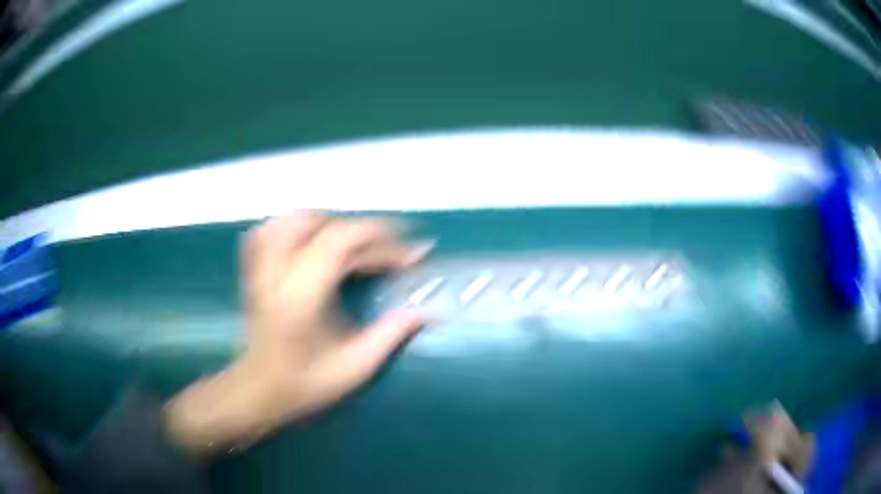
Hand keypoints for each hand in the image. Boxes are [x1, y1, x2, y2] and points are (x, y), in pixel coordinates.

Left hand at [164, 213, 431, 456]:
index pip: (343, 244)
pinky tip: (314, 236)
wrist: (258, 390)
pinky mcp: (253, 268)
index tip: (416, 252)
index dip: (384, 241)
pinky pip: (271, 228)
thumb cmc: (304, 385)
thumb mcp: (354, 368)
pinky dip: (296, 224)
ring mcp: (261, 266)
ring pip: (295, 218)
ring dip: (334, 223)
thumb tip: (428, 310)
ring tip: (359, 242)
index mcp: (301, 295)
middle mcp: (277, 272)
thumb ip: (391, 334)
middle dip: (368, 232)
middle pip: (324, 226)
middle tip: (395, 251)